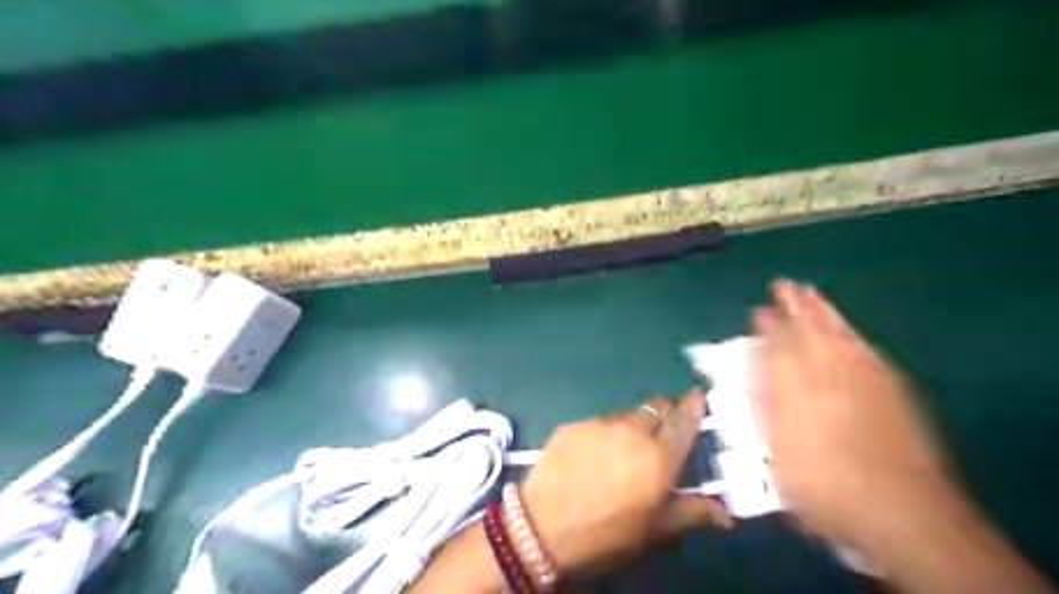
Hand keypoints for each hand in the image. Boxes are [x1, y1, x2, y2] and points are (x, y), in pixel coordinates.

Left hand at [521, 390, 729, 574]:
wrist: (543, 526)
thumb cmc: (607, 534)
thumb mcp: (655, 529)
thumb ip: (692, 512)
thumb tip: (726, 513)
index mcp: (659, 456)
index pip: (684, 420)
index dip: (694, 405)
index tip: (698, 395)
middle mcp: (632, 431)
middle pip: (656, 407)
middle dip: (664, 412)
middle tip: (661, 431)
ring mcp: (600, 424)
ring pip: (626, 414)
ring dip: (632, 424)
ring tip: (623, 448)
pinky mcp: (574, 424)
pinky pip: (597, 422)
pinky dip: (604, 432)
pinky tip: (593, 453)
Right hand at [753, 280, 952, 552]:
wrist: (898, 508)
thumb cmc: (823, 484)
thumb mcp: (775, 450)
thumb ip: (764, 404)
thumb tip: (754, 370)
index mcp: (794, 387)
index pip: (777, 345)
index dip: (767, 325)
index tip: (759, 310)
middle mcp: (827, 373)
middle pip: (809, 329)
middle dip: (796, 305)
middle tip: (785, 285)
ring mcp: (863, 377)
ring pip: (838, 332)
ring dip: (822, 310)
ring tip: (810, 292)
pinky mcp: (891, 387)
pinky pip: (865, 347)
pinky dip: (851, 332)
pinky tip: (846, 329)